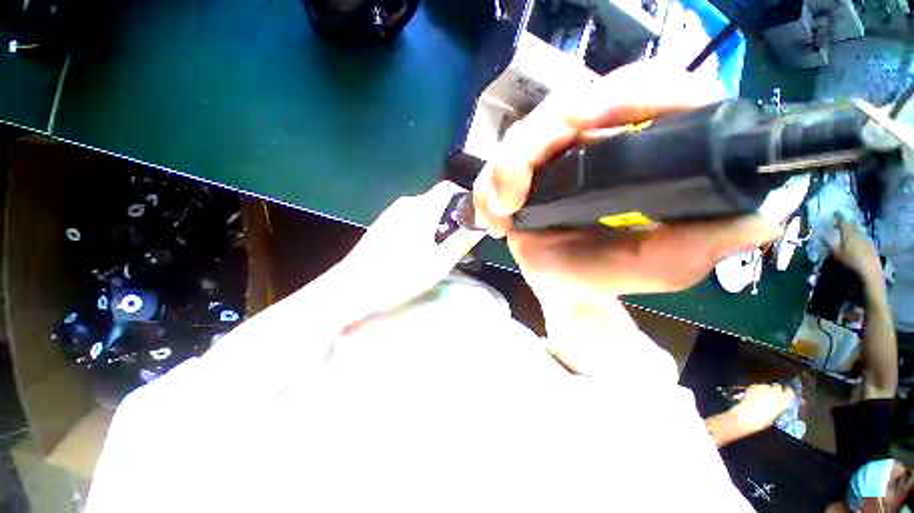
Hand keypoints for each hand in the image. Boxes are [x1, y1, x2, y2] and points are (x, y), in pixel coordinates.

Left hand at [339, 181, 484, 315]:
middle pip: (436, 201)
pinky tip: (417, 251)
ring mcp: (391, 213)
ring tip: (439, 250)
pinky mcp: (382, 224)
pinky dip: (421, 229)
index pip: (448, 187)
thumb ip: (462, 242)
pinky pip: (409, 219)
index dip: (464, 197)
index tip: (473, 217)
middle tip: (458, 242)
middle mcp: (406, 204)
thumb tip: (481, 226)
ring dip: (436, 225)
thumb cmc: (400, 275)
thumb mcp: (438, 263)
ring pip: (422, 211)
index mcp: (422, 208)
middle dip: (451, 218)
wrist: (353, 287)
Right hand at [471, 62, 781, 302]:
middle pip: (563, 107)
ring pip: (520, 136)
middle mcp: (597, 142)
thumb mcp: (653, 268)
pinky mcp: (525, 174)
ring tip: (502, 215)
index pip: (646, 90)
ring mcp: (556, 156)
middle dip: (529, 148)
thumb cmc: (605, 275)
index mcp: (644, 151)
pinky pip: (496, 167)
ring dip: (503, 172)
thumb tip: (757, 222)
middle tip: (512, 198)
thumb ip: (694, 249)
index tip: (584, 121)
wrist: (565, 286)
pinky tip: (496, 219)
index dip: (622, 94)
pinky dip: (489, 189)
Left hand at [731, 383, 795, 433]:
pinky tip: (754, 394)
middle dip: (776, 390)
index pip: (790, 393)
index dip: (788, 393)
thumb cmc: (761, 421)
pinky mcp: (754, 386)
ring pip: (767, 386)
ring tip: (761, 396)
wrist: (746, 417)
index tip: (786, 393)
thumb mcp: (774, 415)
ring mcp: (764, 389)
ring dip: (766, 390)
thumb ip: (778, 407)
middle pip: (778, 387)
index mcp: (783, 402)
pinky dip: (757, 389)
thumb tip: (778, 405)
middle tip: (772, 395)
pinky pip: (757, 386)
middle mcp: (775, 393)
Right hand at [832, 212, 881, 282]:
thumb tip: (819, 235)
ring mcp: (866, 242)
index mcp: (849, 234)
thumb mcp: (835, 255)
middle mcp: (859, 235)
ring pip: (858, 233)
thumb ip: (828, 244)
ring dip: (852, 232)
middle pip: (852, 227)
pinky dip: (857, 239)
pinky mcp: (871, 249)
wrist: (870, 275)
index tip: (835, 212)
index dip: (839, 217)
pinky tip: (855, 244)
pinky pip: (863, 240)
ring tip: (846, 233)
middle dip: (846, 224)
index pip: (843, 221)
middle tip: (840, 223)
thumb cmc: (850, 264)